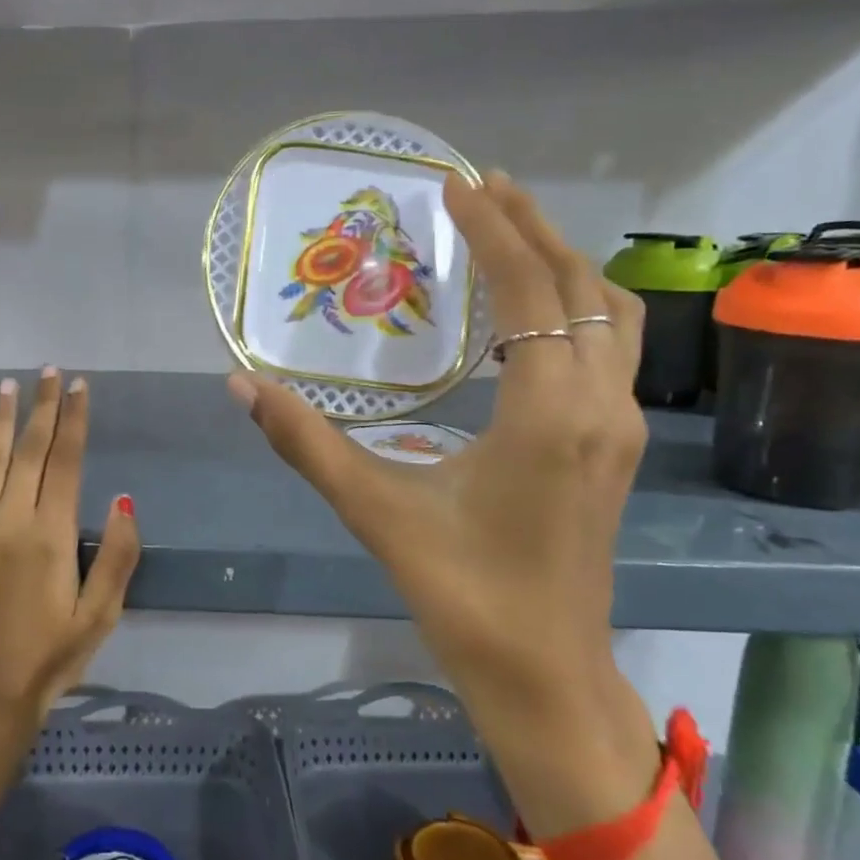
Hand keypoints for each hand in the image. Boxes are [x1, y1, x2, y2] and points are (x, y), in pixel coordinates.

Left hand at [0, 369, 140, 727]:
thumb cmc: (51, 656)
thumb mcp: (102, 614)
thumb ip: (118, 555)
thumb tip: (124, 500)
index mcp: (52, 533)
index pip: (67, 461)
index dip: (75, 419)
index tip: (79, 386)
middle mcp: (11, 519)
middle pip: (30, 450)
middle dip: (42, 408)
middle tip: (48, 372)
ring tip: (8, 385)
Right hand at [229, 172, 646, 716]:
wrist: (544, 675)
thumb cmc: (462, 594)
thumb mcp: (376, 511)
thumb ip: (305, 443)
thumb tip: (241, 384)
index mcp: (548, 414)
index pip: (531, 291)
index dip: (494, 231)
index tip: (455, 184)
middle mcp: (600, 407)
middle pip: (581, 286)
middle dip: (533, 227)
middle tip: (483, 186)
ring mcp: (618, 427)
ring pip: (608, 316)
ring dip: (563, 263)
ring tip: (511, 230)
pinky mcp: (616, 447)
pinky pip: (607, 348)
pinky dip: (573, 306)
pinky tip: (527, 314)